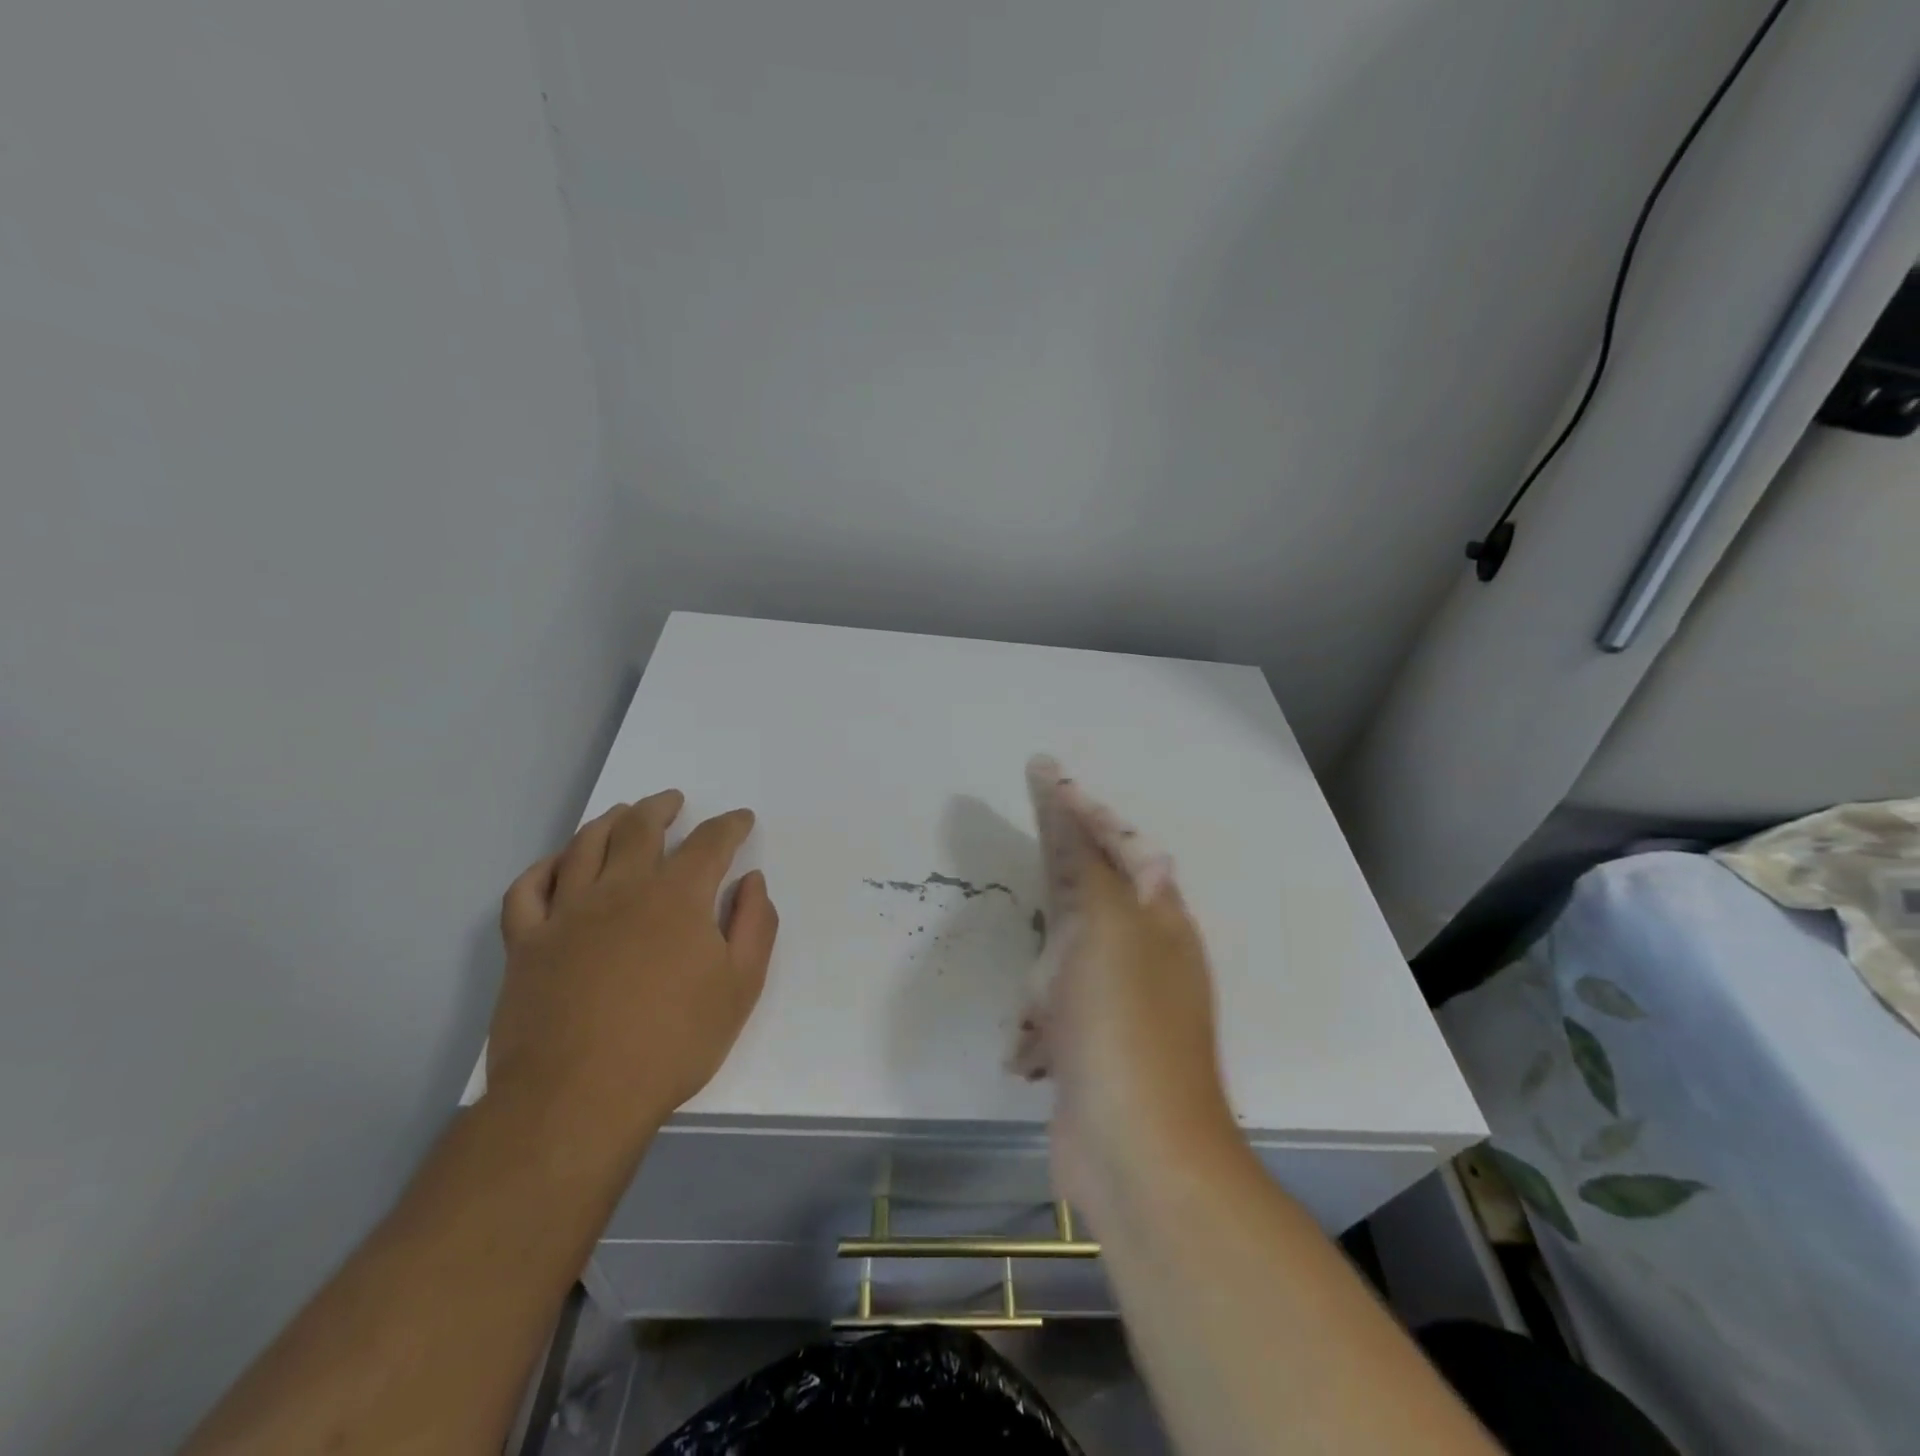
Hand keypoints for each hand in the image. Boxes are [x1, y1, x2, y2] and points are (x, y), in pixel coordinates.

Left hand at [486, 793, 776, 1159]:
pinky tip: (557, 864)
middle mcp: (621, 889)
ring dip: (607, 822)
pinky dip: (543, 868)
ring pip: (584, 846)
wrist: (579, 1096)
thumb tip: (751, 881)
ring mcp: (567, 913)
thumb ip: (754, 925)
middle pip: (640, 828)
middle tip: (672, 801)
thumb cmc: (673, 1042)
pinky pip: (527, 889)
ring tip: (621, 814)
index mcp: (677, 897)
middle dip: (661, 808)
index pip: (710, 842)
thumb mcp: (741, 987)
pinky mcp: (527, 943)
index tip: (740, 819)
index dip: (729, 825)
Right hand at [1022, 760, 1243, 1223]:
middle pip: (1093, 897)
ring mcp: (1121, 1007)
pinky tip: (1029, 1052)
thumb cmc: (1121, 1022)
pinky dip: (1036, 1026)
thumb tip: (1067, 797)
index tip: (1043, 772)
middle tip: (1033, 846)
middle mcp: (1145, 956)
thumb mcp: (1101, 925)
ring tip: (1032, 999)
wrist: (1137, 1152)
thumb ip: (1082, 860)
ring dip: (1040, 975)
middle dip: (1059, 880)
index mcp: (1158, 918)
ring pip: (1065, 960)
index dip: (1080, 807)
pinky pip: (1053, 1016)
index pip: (1119, 843)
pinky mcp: (1094, 1051)